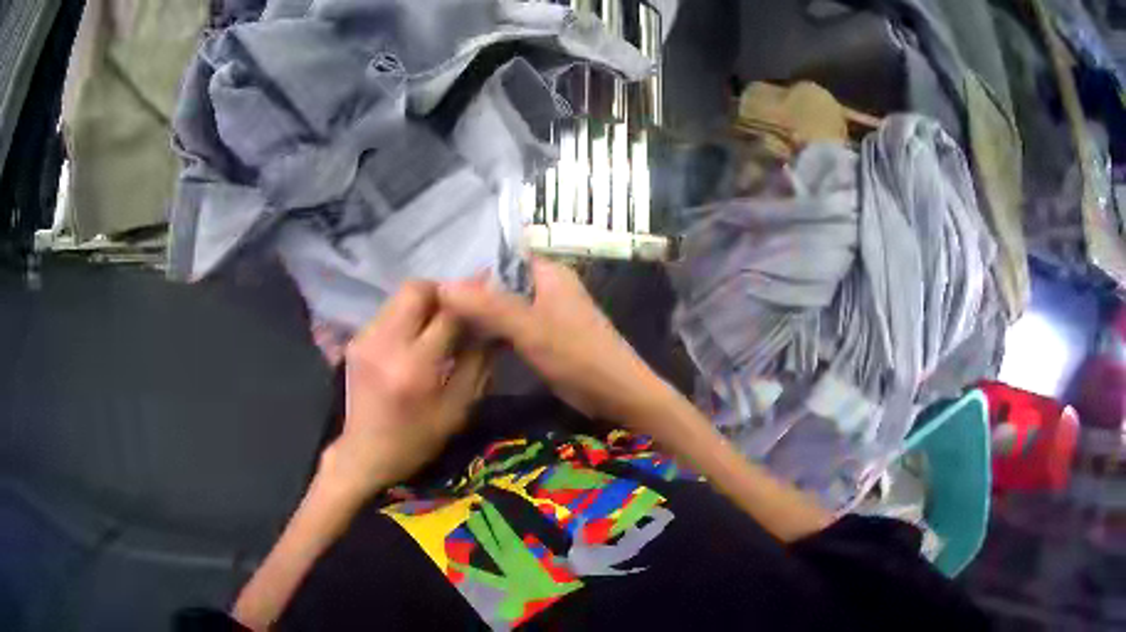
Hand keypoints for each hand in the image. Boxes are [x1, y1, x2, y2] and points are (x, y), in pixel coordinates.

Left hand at [320, 281, 490, 499]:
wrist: (365, 454)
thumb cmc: (417, 439)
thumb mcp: (457, 408)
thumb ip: (477, 362)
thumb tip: (494, 325)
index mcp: (414, 366)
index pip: (448, 313)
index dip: (472, 300)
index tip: (488, 297)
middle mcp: (385, 344)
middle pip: (416, 289)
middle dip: (443, 292)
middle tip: (459, 310)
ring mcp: (365, 339)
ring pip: (400, 297)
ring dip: (424, 303)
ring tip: (438, 325)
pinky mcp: (356, 340)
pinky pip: (388, 312)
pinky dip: (407, 316)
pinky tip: (415, 339)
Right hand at [437, 259, 667, 423]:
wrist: (616, 393)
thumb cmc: (576, 354)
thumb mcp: (528, 327)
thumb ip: (487, 305)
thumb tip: (442, 286)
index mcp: (548, 272)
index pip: (503, 255)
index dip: (472, 262)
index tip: (437, 275)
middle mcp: (547, 285)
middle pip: (501, 280)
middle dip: (472, 289)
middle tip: (432, 301)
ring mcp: (547, 312)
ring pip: (505, 304)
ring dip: (480, 311)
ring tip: (440, 317)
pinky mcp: (545, 336)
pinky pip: (512, 325)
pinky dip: (493, 329)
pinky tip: (466, 337)